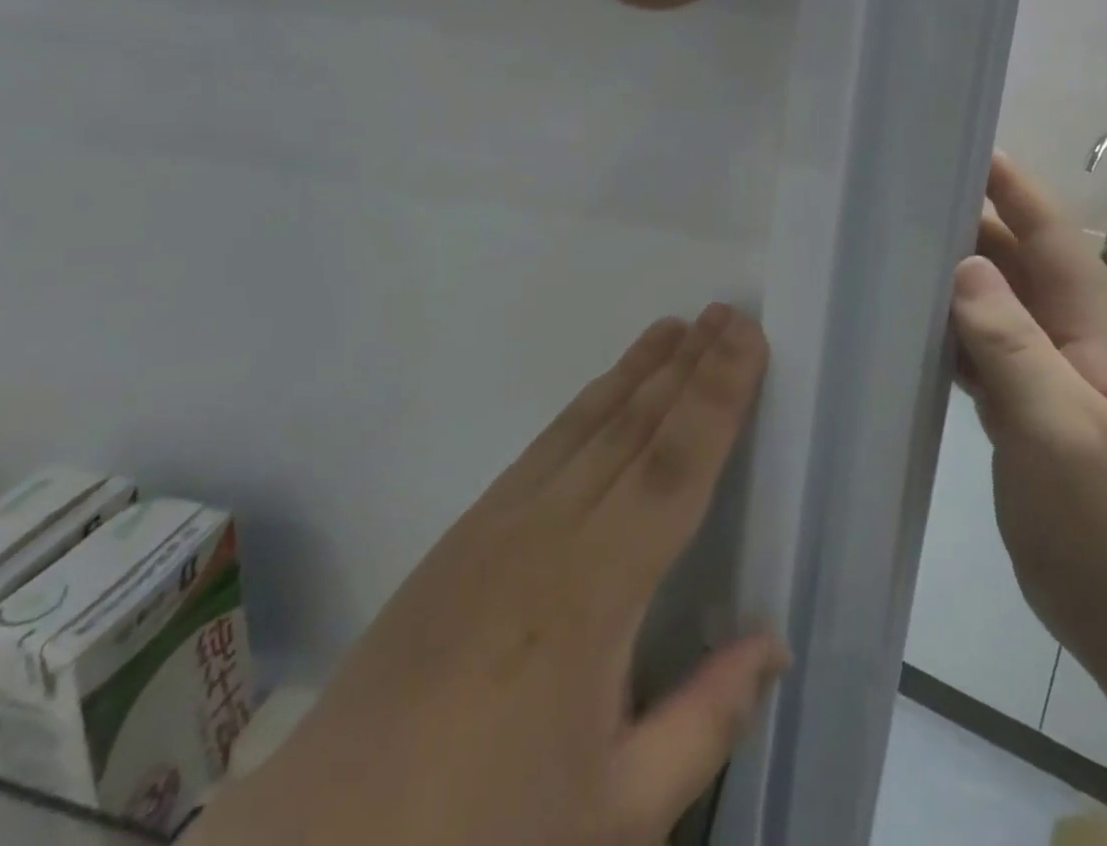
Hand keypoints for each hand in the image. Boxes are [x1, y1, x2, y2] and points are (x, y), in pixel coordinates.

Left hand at [192, 305, 785, 845]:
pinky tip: (606, 392)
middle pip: (634, 428)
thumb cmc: (486, 832)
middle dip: (687, 366)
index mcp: (593, 591)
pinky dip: (586, 405)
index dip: (717, 398)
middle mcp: (548, 531)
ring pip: (586, 424)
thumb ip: (704, 720)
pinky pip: (544, 445)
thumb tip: (774, 642)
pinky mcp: (468, 528)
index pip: (674, 468)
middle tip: (726, 313)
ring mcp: (500, 521)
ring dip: (637, 371)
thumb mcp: (615, 812)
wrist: (332, 836)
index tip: (746, 341)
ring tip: (677, 328)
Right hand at [950, 155, 1106, 680]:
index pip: (1051, 239)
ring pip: (992, 306)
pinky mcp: (1021, 410)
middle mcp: (1070, 341)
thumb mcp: (1059, 430)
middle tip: (901, 196)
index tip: (963, 149)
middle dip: (969, 224)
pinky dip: (944, 330)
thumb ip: (1012, 345)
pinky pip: (978, 350)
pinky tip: (904, 326)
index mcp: (1093, 331)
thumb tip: (963, 264)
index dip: (1014, 190)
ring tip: (890, 248)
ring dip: (951, 276)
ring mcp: (1045, 377)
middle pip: (1015, 264)